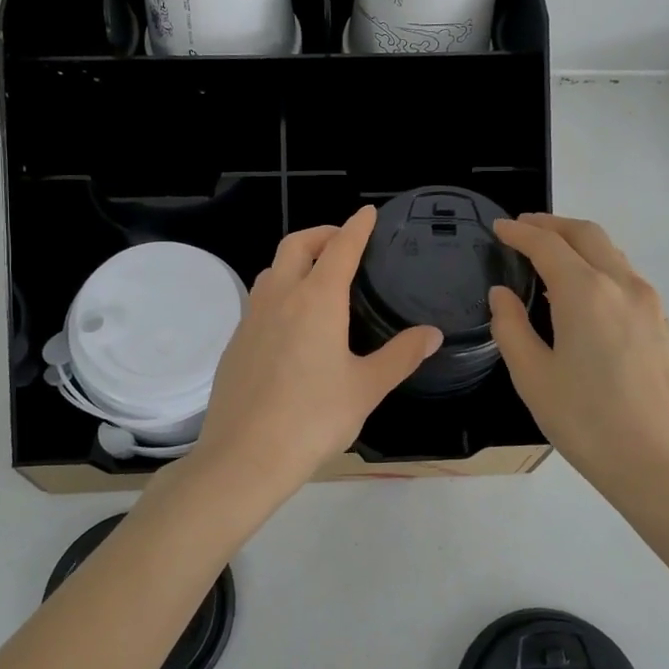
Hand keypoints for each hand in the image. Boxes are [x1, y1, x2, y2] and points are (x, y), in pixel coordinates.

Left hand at [190, 207, 442, 508]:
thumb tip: (432, 334)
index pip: (340, 248)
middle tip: (343, 243)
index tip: (367, 213)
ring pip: (272, 271)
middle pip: (296, 245)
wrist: (244, 455)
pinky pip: (259, 301)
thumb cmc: (313, 418)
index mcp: (316, 301)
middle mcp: (280, 298)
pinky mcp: (235, 342)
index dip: (356, 227)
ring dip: (295, 262)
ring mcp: (251, 319)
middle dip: (321, 234)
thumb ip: (401, 356)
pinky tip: (291, 325)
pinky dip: (279, 293)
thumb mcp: (367, 388)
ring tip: (317, 280)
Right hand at [489, 214, 668, 510]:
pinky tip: (582, 290)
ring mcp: (650, 304)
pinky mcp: (663, 324)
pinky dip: (598, 265)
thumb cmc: (589, 423)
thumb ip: (511, 328)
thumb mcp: (533, 378)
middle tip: (523, 228)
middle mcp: (623, 285)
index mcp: (586, 293)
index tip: (498, 227)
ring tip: (550, 254)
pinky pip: (625, 276)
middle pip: (587, 234)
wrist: (665, 466)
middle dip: (552, 224)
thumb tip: (502, 295)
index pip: (547, 245)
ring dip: (578, 243)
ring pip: (611, 252)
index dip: (519, 233)